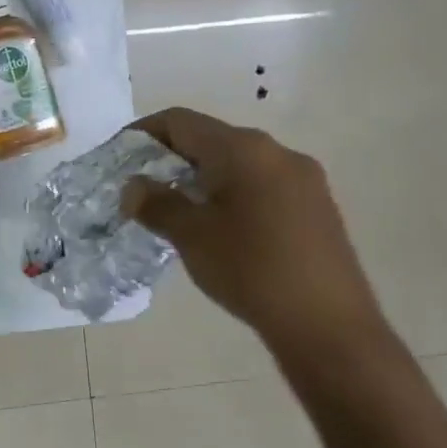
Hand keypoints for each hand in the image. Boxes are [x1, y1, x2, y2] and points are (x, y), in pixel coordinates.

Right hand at [123, 108, 387, 355]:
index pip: (180, 121)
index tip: (117, 159)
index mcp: (243, 149)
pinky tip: (218, 228)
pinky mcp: (316, 206)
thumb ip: (156, 203)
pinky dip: (229, 194)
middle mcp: (277, 151)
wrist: (329, 326)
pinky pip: (259, 184)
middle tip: (141, 189)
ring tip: (175, 211)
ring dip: (200, 178)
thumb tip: (134, 187)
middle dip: (170, 159)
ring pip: (236, 164)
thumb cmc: (251, 269)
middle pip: (209, 139)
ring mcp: (303, 178)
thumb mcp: (190, 235)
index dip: (142, 134)